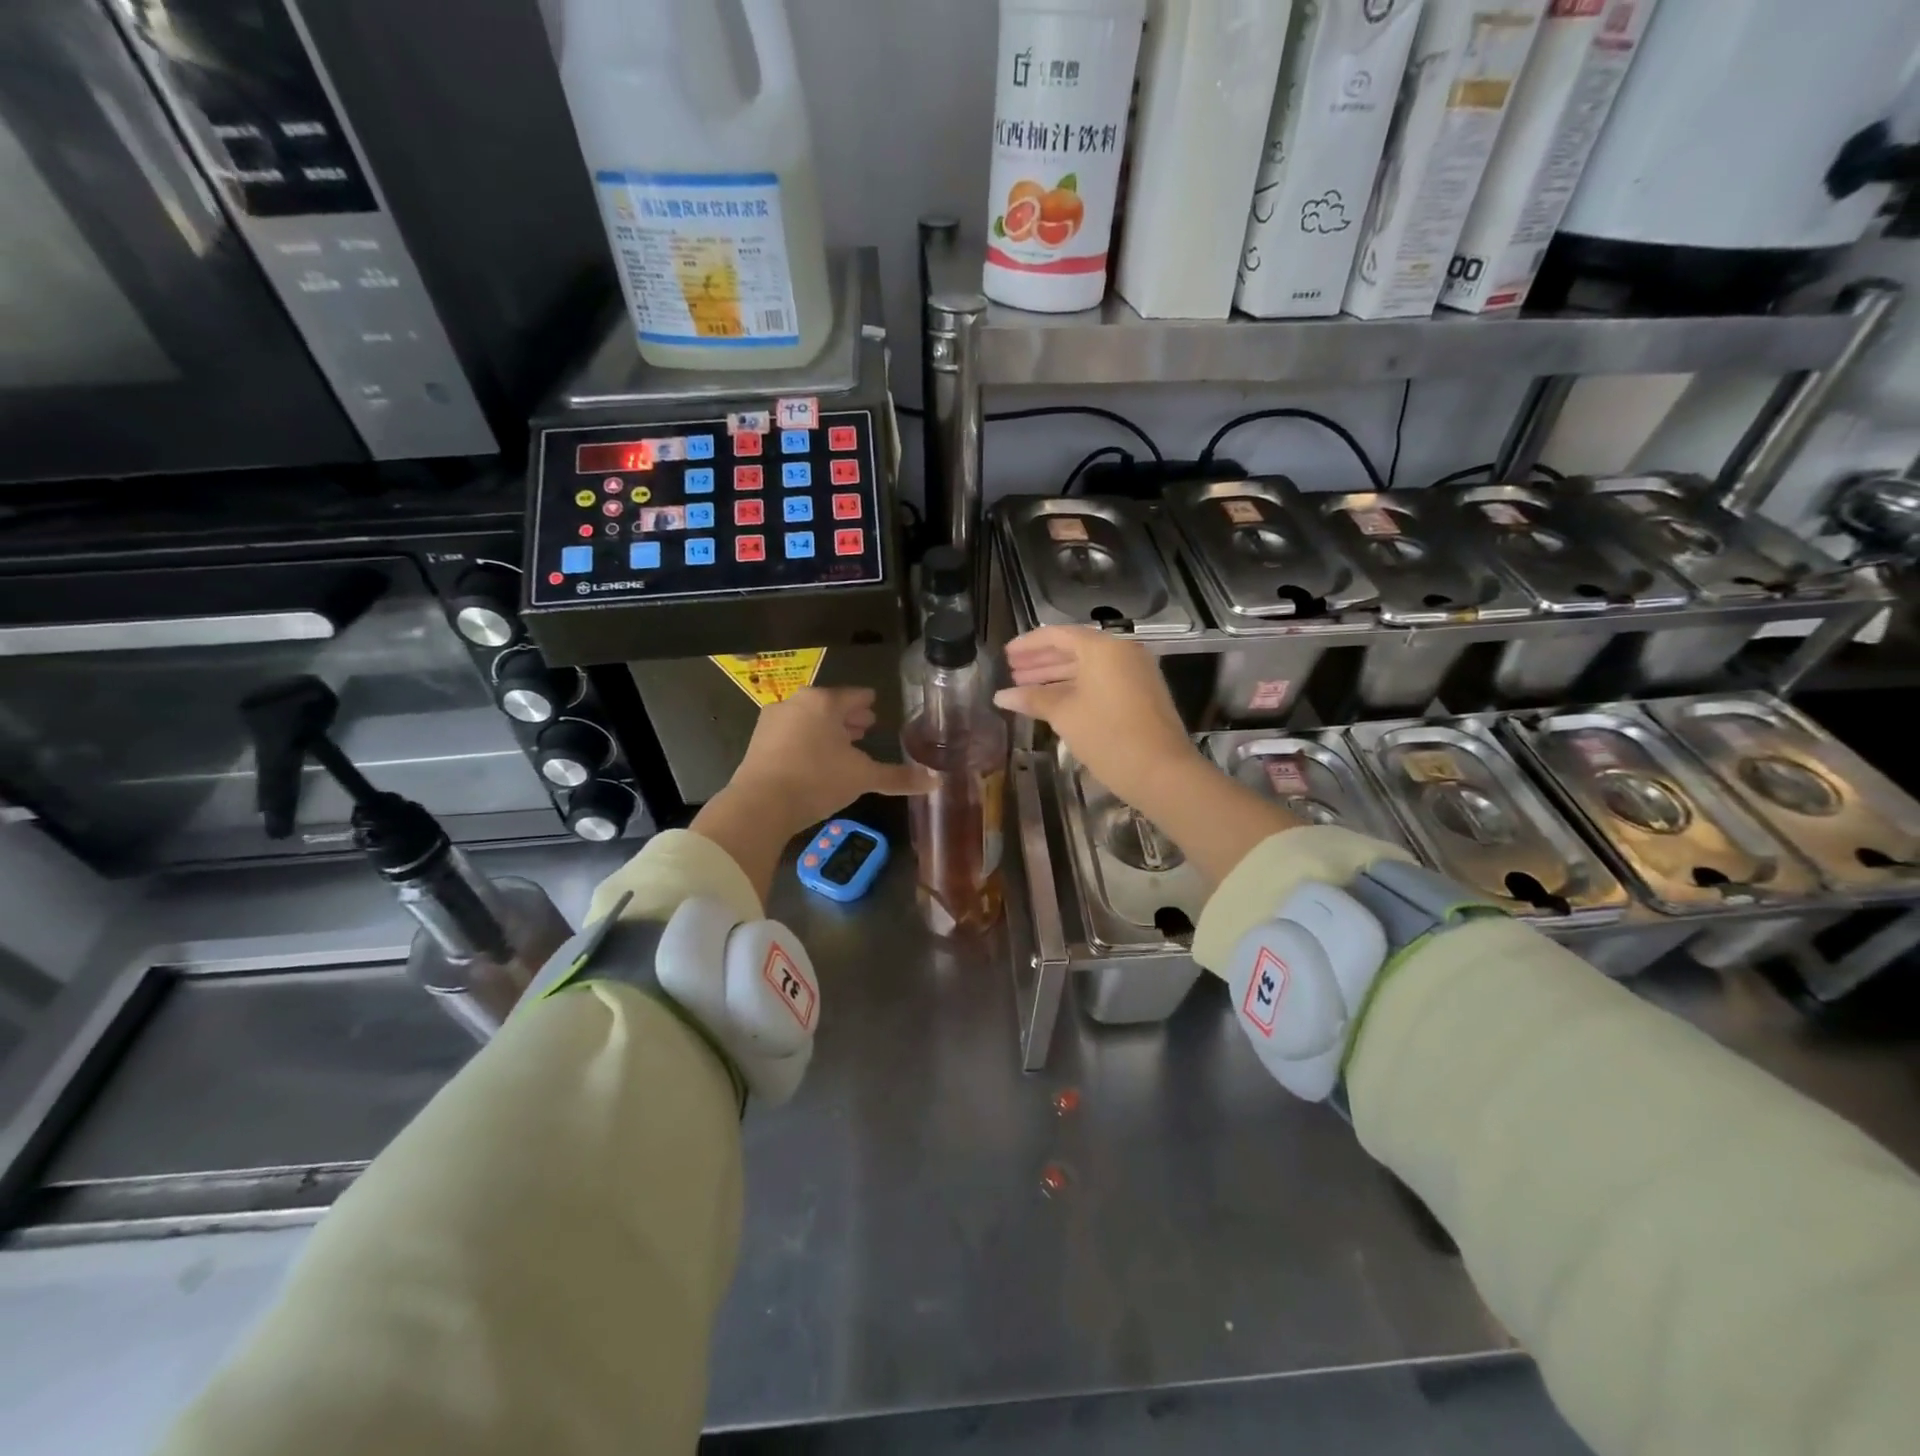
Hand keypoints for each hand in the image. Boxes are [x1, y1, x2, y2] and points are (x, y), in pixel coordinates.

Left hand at [693, 687, 929, 901]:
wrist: (760, 804)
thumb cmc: (817, 780)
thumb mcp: (863, 778)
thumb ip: (897, 777)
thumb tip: (935, 782)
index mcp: (824, 702)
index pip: (853, 695)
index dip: (866, 702)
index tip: (874, 703)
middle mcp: (796, 703)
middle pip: (828, 706)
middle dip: (847, 716)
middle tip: (864, 725)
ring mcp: (772, 722)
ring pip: (807, 719)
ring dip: (825, 729)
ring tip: (841, 742)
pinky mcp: (757, 743)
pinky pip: (790, 735)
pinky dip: (806, 741)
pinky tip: (814, 758)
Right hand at [994, 626, 1204, 807]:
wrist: (1162, 772)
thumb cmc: (1108, 736)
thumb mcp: (1064, 715)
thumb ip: (1032, 699)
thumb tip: (1000, 696)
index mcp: (1103, 648)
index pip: (1058, 635)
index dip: (1028, 644)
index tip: (1006, 655)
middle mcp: (1122, 652)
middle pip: (1074, 648)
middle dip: (1041, 661)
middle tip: (1012, 673)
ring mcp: (1135, 672)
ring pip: (1088, 667)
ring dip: (1057, 676)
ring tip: (1026, 689)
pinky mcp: (1142, 693)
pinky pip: (1102, 681)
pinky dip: (1077, 687)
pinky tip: (1055, 702)